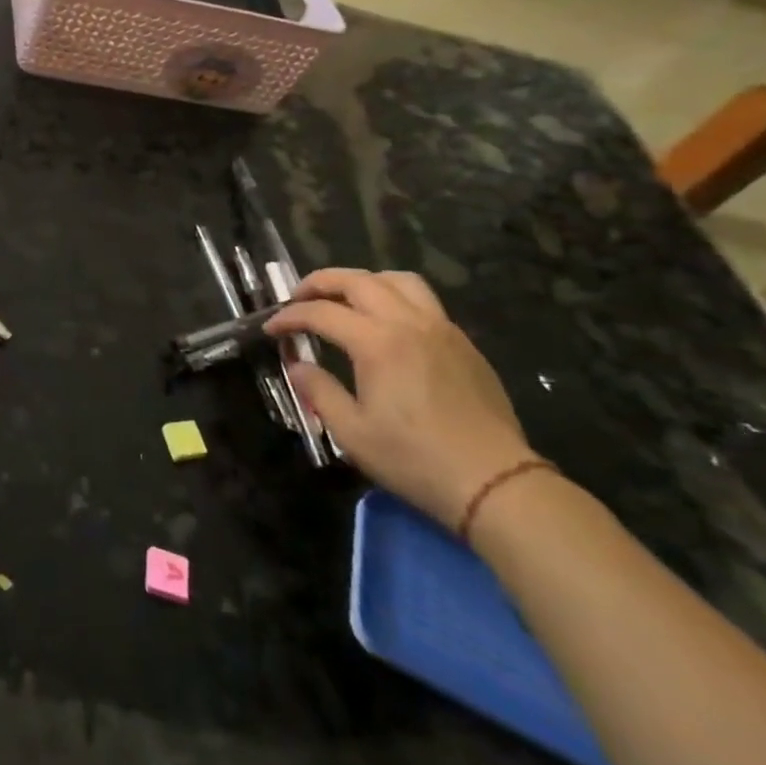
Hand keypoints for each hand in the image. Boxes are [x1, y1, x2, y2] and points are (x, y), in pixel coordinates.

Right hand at [266, 269, 535, 527]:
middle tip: (298, 297)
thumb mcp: (352, 432)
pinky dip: (395, 298)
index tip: (271, 328)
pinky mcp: (463, 344)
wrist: (494, 483)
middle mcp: (409, 323)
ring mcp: (442, 329)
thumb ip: (319, 391)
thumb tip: (298, 366)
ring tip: (345, 299)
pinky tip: (386, 325)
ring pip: (398, 281)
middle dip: (321, 282)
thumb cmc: (414, 459)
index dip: (290, 317)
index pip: (321, 312)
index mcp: (377, 343)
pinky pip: (425, 302)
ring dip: (364, 281)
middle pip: (358, 281)